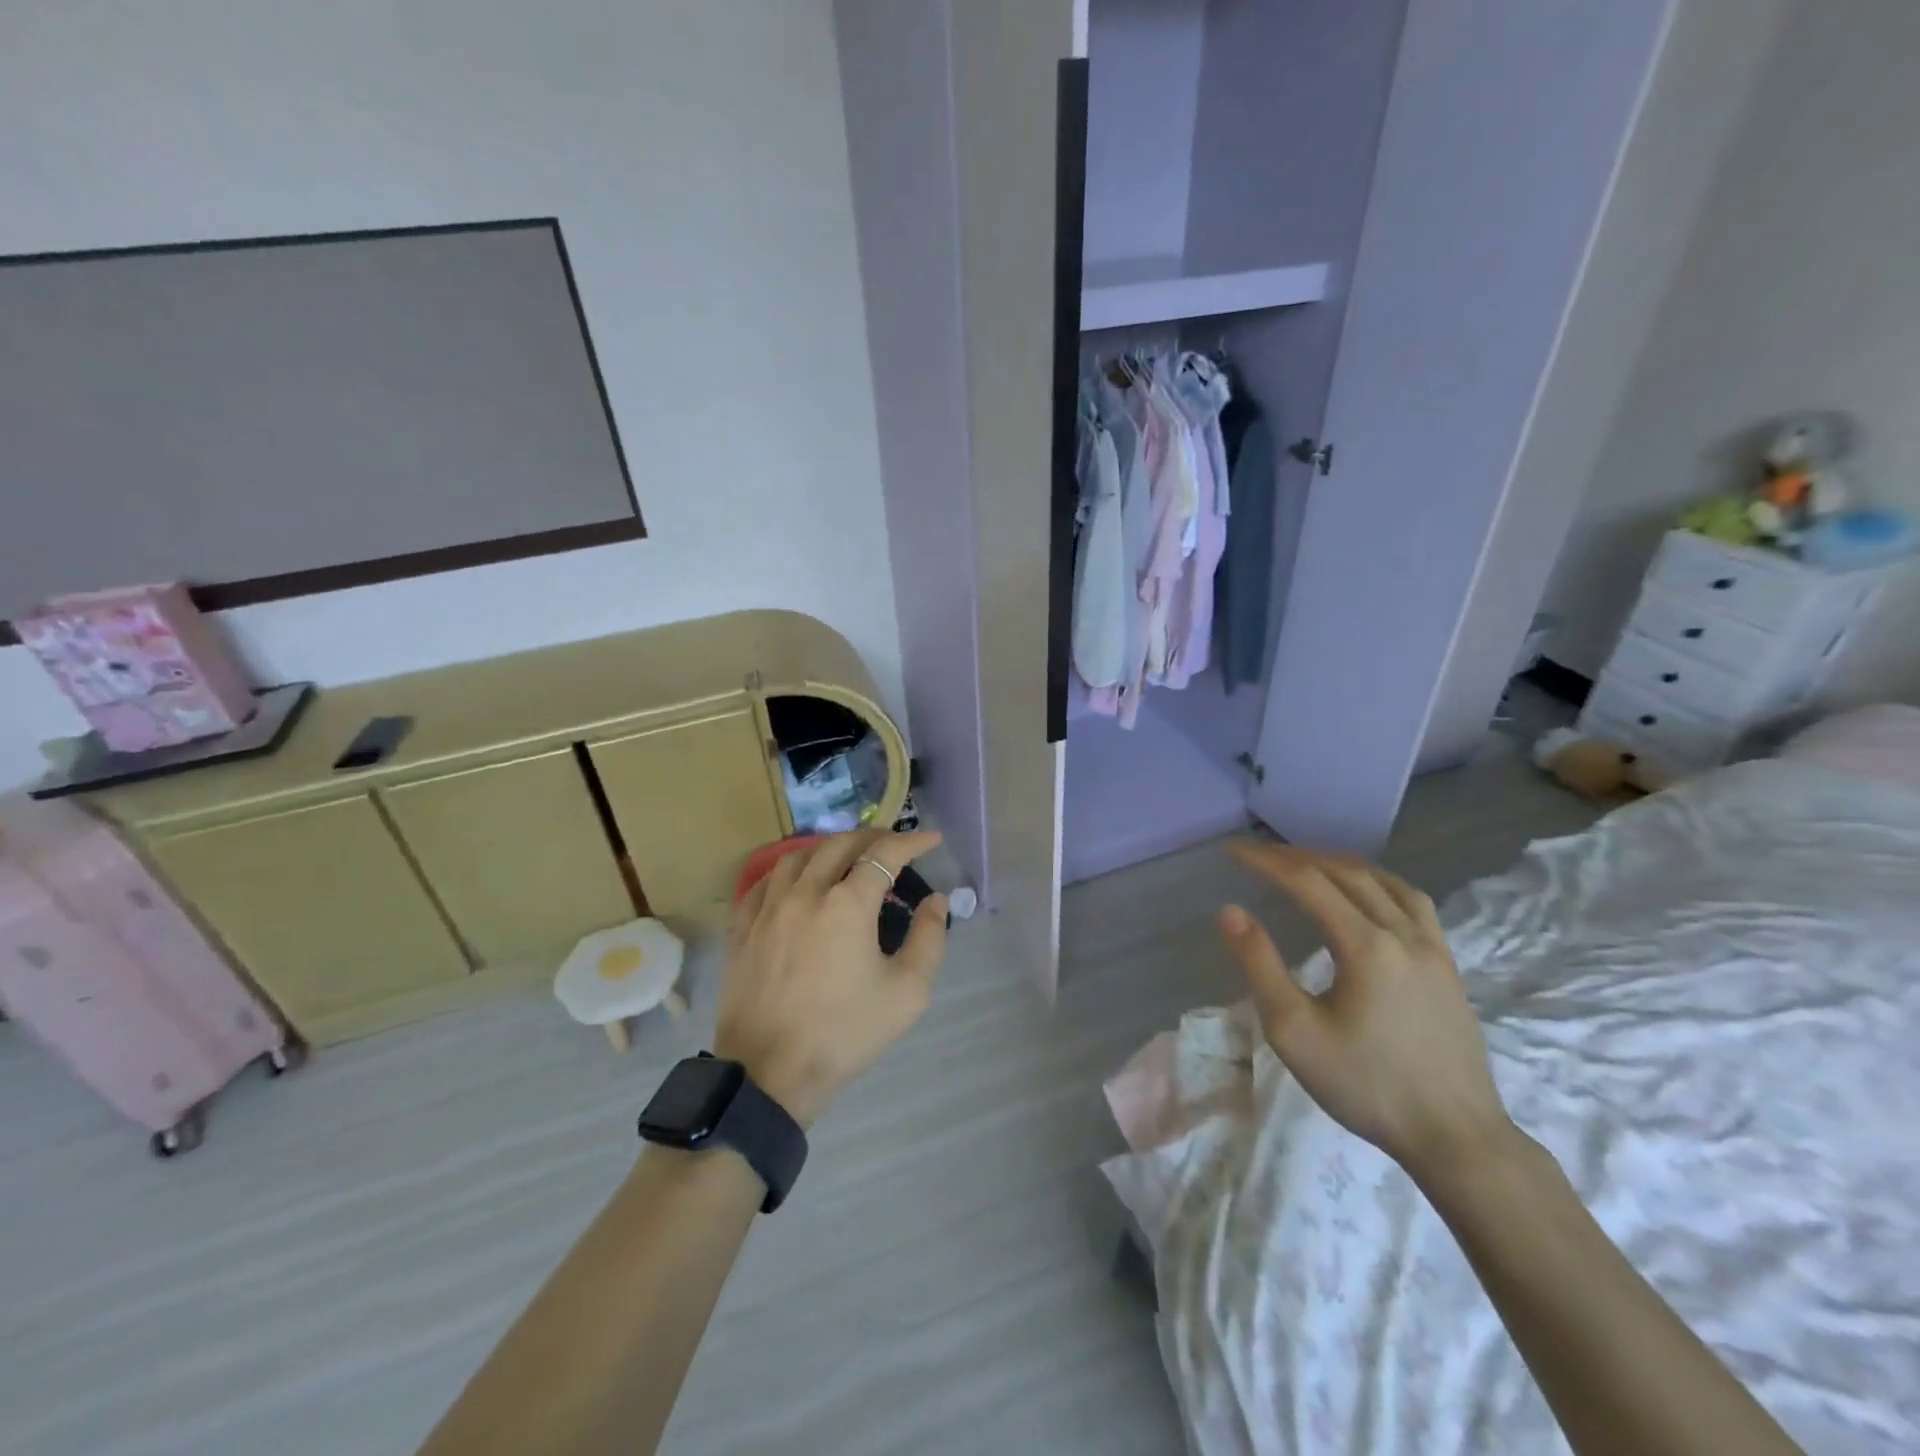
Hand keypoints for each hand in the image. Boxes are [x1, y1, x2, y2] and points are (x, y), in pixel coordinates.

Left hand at [714, 829, 948, 1128]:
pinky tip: (797, 882)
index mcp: (847, 904)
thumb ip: (929, 938)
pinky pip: (765, 882)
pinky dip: (789, 871)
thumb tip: (935, 900)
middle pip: (840, 844)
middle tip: (894, 846)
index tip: (932, 839)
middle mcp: (806, 892)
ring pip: (799, 856)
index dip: (913, 841)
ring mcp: (767, 908)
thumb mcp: (907, 992)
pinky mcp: (742, 928)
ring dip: (829, 849)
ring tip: (846, 858)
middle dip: (873, 838)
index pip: (885, 853)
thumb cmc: (845, 1033)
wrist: (770, 1074)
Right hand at [1217, 841, 1515, 1177]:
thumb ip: (1260, 965)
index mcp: (1366, 945)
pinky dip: (1379, 882)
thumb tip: (1230, 911)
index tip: (1232, 850)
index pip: (1307, 882)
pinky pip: (1413, 902)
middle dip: (1297, 857)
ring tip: (1308, 862)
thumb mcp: (1294, 1031)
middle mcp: (1403, 933)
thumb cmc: (1366, 1085)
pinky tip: (1368, 894)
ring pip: (1384, 882)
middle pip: (1346, 873)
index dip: (1266, 861)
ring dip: (1340, 863)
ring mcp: (1433, 948)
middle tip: (1259, 854)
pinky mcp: (1448, 967)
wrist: (1456, 1138)